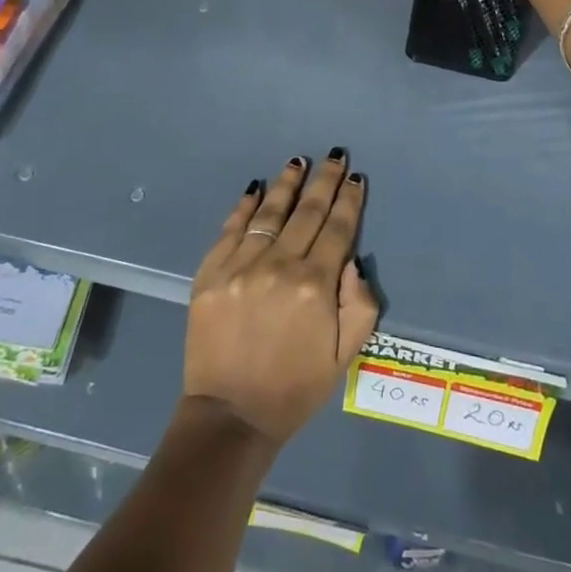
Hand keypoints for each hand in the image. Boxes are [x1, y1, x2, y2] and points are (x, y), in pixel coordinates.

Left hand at [184, 152, 380, 446]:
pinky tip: (256, 188)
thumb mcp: (344, 356)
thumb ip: (359, 305)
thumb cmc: (294, 388)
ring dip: (287, 183)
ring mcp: (241, 265)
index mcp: (315, 285)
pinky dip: (245, 205)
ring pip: (270, 212)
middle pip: (307, 211)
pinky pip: (232, 228)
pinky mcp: (211, 272)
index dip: (349, 200)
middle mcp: (280, 266)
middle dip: (325, 181)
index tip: (355, 177)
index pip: (338, 229)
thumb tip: (351, 260)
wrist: (231, 415)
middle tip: (335, 156)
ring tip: (299, 161)